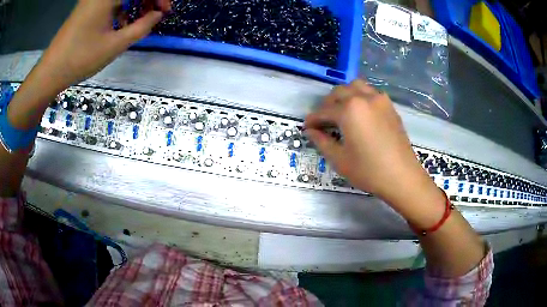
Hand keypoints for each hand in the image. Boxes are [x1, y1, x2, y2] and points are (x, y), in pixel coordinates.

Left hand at [40, 0, 170, 87]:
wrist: (51, 71)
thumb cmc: (81, 58)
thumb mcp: (115, 44)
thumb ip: (141, 27)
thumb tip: (157, 14)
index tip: (165, 11)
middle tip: (155, 14)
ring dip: (136, 2)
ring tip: (139, 20)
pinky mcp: (88, 5)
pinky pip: (111, 1)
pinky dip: (121, 7)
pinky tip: (120, 23)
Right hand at [305, 80, 435, 207]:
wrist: (402, 176)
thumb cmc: (369, 170)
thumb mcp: (340, 159)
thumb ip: (322, 141)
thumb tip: (310, 131)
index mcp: (349, 110)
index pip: (324, 111)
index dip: (312, 120)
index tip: (306, 127)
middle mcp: (363, 98)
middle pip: (338, 92)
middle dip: (327, 105)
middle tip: (323, 121)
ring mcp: (379, 100)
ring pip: (356, 86)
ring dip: (344, 95)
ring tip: (342, 112)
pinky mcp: (390, 106)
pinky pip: (371, 93)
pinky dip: (360, 97)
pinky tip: (360, 113)